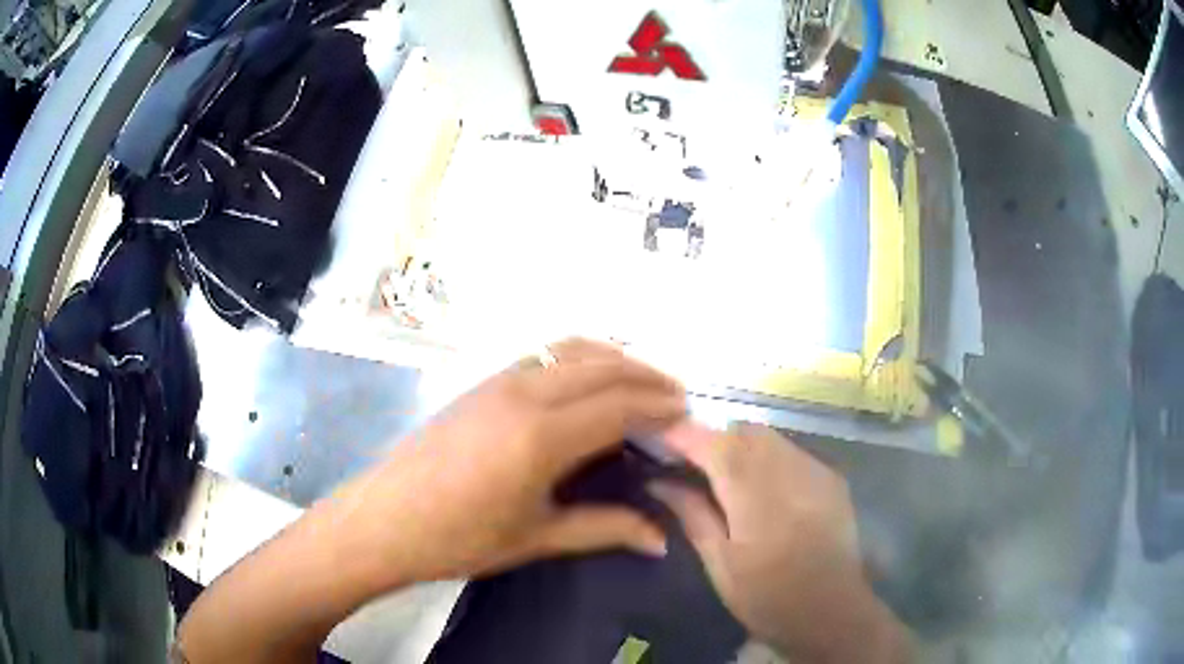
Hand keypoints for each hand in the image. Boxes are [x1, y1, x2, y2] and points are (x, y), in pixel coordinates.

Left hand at [325, 339, 683, 589]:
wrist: (385, 519)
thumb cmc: (459, 538)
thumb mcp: (537, 537)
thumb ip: (605, 529)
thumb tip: (662, 540)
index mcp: (542, 437)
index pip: (619, 406)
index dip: (659, 406)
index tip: (688, 413)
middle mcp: (525, 395)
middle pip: (602, 367)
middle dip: (646, 375)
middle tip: (677, 393)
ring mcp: (499, 381)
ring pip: (571, 349)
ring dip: (613, 356)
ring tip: (642, 376)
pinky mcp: (482, 382)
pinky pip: (543, 353)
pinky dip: (579, 354)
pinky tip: (588, 373)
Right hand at [652, 423, 912, 662]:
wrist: (832, 612)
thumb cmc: (766, 597)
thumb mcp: (720, 563)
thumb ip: (692, 514)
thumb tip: (660, 482)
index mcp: (755, 496)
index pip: (714, 444)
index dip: (683, 434)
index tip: (658, 437)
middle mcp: (789, 471)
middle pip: (744, 430)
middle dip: (713, 438)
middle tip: (689, 462)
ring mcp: (816, 471)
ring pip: (770, 437)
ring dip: (741, 445)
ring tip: (724, 476)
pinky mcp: (832, 479)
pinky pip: (792, 451)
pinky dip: (768, 457)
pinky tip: (762, 486)